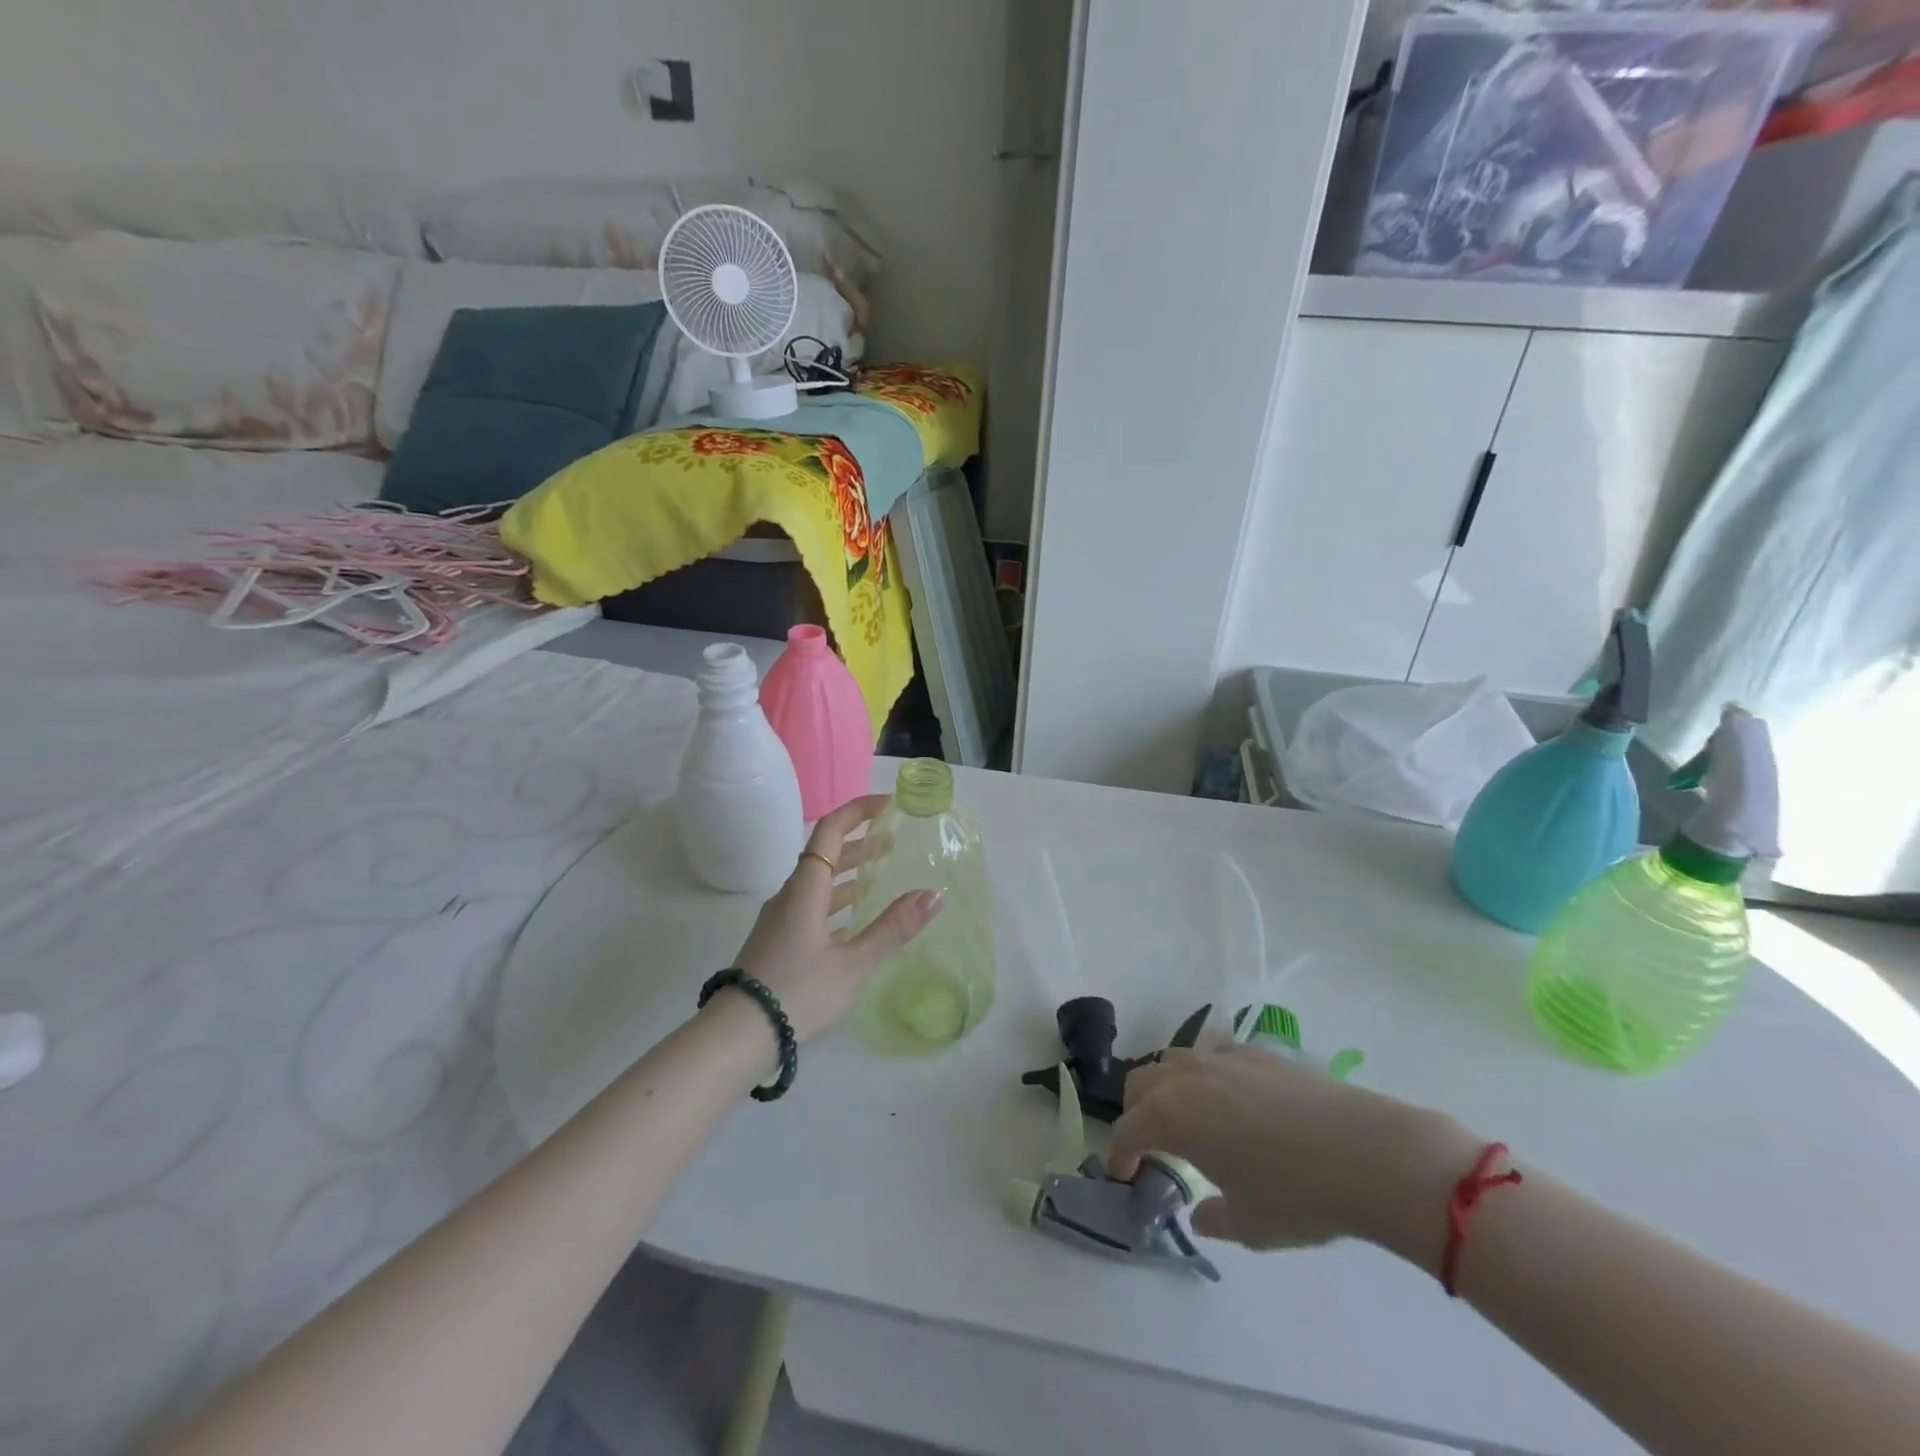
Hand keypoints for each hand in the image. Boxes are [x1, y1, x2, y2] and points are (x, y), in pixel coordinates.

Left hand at [728, 794, 942, 1042]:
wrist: (738, 1035)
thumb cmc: (798, 993)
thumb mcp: (853, 963)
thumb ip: (893, 928)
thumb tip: (934, 894)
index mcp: (806, 889)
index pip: (830, 830)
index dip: (858, 810)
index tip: (888, 804)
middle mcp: (790, 895)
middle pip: (824, 854)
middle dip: (859, 842)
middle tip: (893, 840)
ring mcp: (780, 919)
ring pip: (818, 882)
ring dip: (848, 872)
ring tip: (879, 873)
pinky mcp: (777, 941)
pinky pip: (811, 906)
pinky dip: (836, 901)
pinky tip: (853, 919)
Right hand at [1108, 1044, 1481, 1259]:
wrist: (1365, 1152)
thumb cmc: (1296, 1195)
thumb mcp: (1249, 1225)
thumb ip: (1213, 1217)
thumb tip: (1200, 1214)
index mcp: (1172, 1117)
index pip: (1127, 1130)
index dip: (1119, 1155)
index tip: (1123, 1175)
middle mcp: (1186, 1078)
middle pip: (1140, 1082)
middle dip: (1136, 1113)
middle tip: (1151, 1144)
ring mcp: (1221, 1057)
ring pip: (1173, 1060)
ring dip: (1167, 1087)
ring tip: (1188, 1118)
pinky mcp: (1255, 1051)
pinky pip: (1213, 1055)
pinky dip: (1206, 1076)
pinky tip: (1232, 1101)